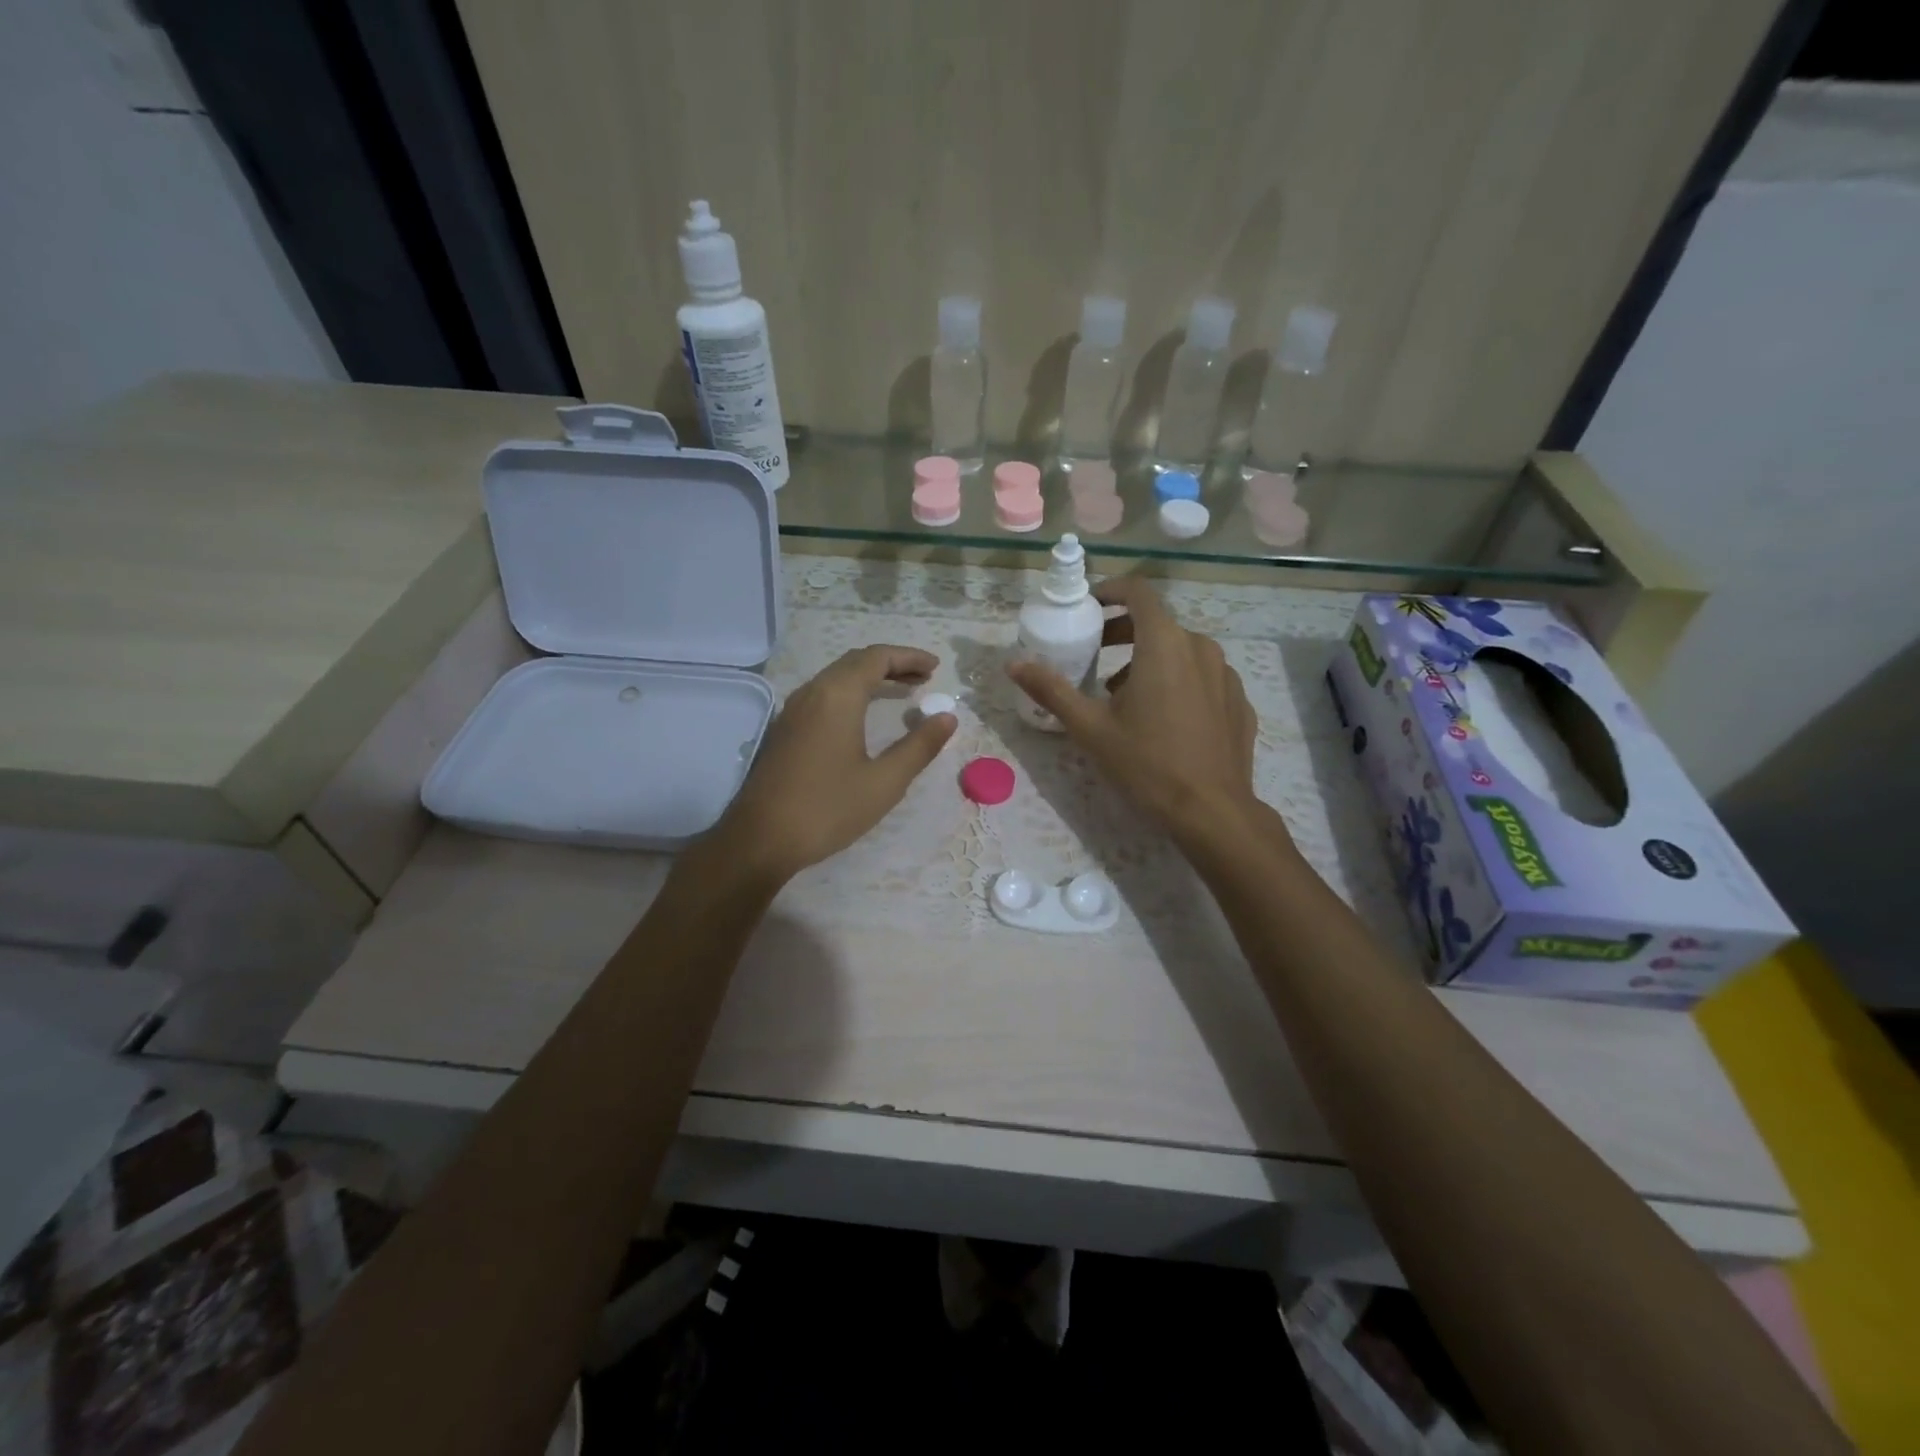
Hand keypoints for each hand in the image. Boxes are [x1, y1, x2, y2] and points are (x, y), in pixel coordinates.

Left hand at [713, 645, 956, 884]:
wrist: (760, 839)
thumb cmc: (827, 808)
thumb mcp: (885, 781)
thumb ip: (919, 746)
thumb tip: (947, 718)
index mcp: (837, 696)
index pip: (877, 658)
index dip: (909, 657)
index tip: (936, 668)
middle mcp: (812, 693)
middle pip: (855, 662)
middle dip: (892, 664)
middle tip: (924, 679)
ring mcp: (793, 710)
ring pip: (837, 678)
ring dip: (871, 678)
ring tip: (902, 692)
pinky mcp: (784, 730)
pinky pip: (823, 695)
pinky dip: (851, 693)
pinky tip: (864, 716)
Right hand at [1007, 578, 1259, 843]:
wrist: (1212, 811)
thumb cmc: (1146, 764)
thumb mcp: (1090, 728)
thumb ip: (1052, 690)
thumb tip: (1014, 664)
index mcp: (1164, 643)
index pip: (1138, 592)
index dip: (1111, 591)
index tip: (1090, 607)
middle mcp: (1201, 647)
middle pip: (1158, 623)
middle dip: (1124, 633)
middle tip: (1096, 658)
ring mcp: (1226, 674)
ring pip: (1182, 651)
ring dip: (1150, 661)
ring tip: (1126, 697)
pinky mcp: (1239, 701)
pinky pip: (1204, 678)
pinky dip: (1180, 683)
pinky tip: (1165, 720)